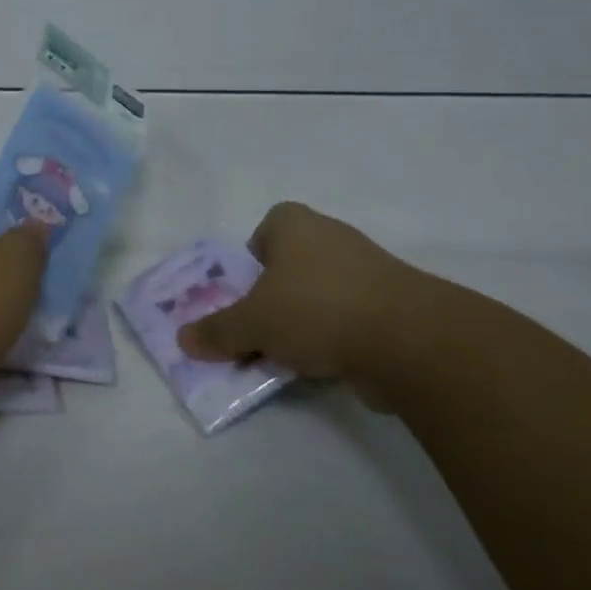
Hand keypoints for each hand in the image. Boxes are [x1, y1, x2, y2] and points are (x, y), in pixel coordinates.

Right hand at [177, 202, 430, 406]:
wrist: (407, 340)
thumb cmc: (315, 310)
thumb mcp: (252, 323)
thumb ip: (217, 330)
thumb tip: (183, 339)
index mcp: (294, 224)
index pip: (265, 230)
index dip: (251, 261)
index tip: (246, 294)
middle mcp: (331, 237)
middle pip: (290, 266)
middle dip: (273, 298)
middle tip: (258, 330)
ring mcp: (367, 269)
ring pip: (319, 294)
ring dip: (303, 322)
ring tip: (288, 356)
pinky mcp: (392, 303)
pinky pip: (348, 317)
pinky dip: (335, 338)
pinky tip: (325, 365)